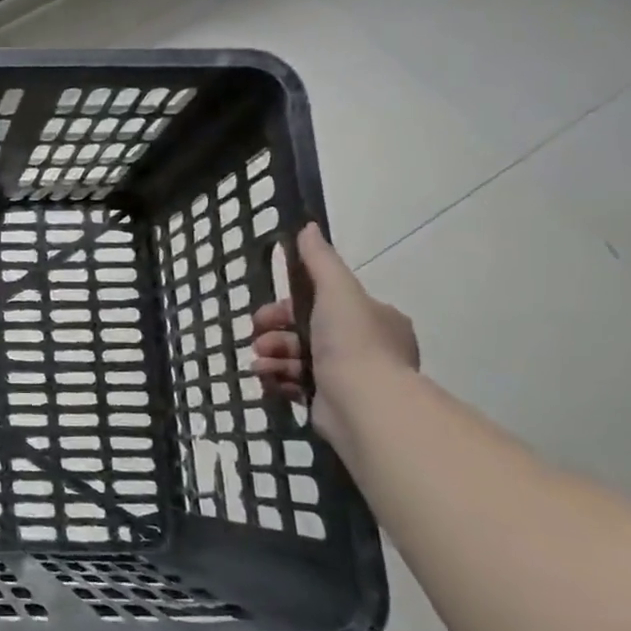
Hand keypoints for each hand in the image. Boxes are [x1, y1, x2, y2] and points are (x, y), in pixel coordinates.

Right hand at [250, 223, 417, 446]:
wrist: (363, 404)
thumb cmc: (352, 342)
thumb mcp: (336, 291)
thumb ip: (319, 261)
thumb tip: (307, 226)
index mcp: (373, 318)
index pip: (322, 303)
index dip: (288, 306)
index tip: (267, 314)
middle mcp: (364, 346)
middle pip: (304, 331)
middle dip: (274, 334)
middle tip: (257, 339)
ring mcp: (348, 377)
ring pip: (296, 358)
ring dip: (271, 357)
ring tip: (260, 365)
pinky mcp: (330, 402)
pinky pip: (295, 385)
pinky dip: (278, 381)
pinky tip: (267, 380)